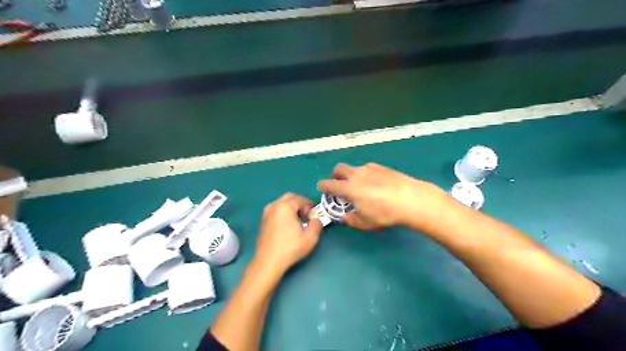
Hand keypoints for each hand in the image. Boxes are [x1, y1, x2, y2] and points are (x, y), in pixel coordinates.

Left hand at [252, 194, 321, 274]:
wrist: (268, 262)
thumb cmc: (290, 248)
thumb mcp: (310, 237)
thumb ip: (317, 224)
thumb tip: (317, 219)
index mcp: (284, 206)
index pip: (300, 200)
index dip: (310, 206)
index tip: (315, 216)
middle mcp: (274, 206)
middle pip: (289, 198)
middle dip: (300, 204)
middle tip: (307, 215)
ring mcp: (266, 213)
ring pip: (281, 204)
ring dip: (291, 208)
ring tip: (299, 220)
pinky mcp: (263, 221)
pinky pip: (276, 211)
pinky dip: (283, 213)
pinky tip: (288, 226)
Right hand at [318, 164, 449, 231]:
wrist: (411, 199)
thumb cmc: (385, 213)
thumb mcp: (365, 223)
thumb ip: (351, 219)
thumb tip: (344, 216)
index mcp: (349, 188)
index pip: (328, 184)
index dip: (322, 186)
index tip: (321, 189)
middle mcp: (356, 174)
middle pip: (339, 168)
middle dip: (335, 176)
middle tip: (339, 185)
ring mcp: (370, 168)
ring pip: (354, 167)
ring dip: (351, 175)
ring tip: (360, 186)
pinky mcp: (382, 167)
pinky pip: (367, 168)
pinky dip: (365, 174)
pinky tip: (375, 183)